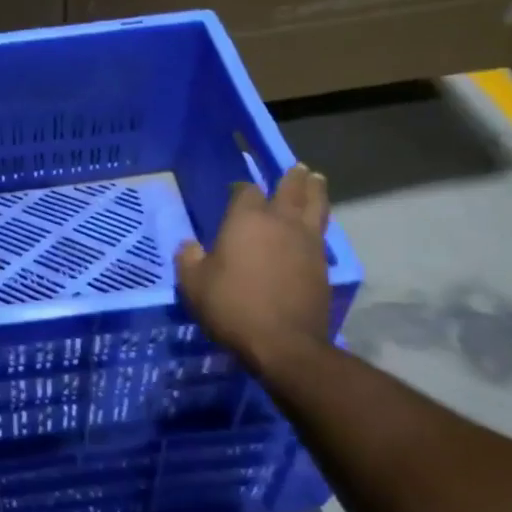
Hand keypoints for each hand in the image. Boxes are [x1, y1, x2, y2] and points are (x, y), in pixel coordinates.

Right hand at [175, 164, 331, 369]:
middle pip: (291, 188)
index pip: (246, 190)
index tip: (236, 191)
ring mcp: (307, 242)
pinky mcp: (323, 264)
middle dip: (291, 177)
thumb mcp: (194, 285)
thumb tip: (189, 246)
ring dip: (315, 190)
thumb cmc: (232, 307)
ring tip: (315, 180)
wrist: (283, 342)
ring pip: (316, 205)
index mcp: (246, 219)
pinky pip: (322, 233)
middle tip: (296, 168)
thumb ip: (188, 260)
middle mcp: (281, 222)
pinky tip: (315, 226)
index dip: (241, 188)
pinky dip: (319, 222)